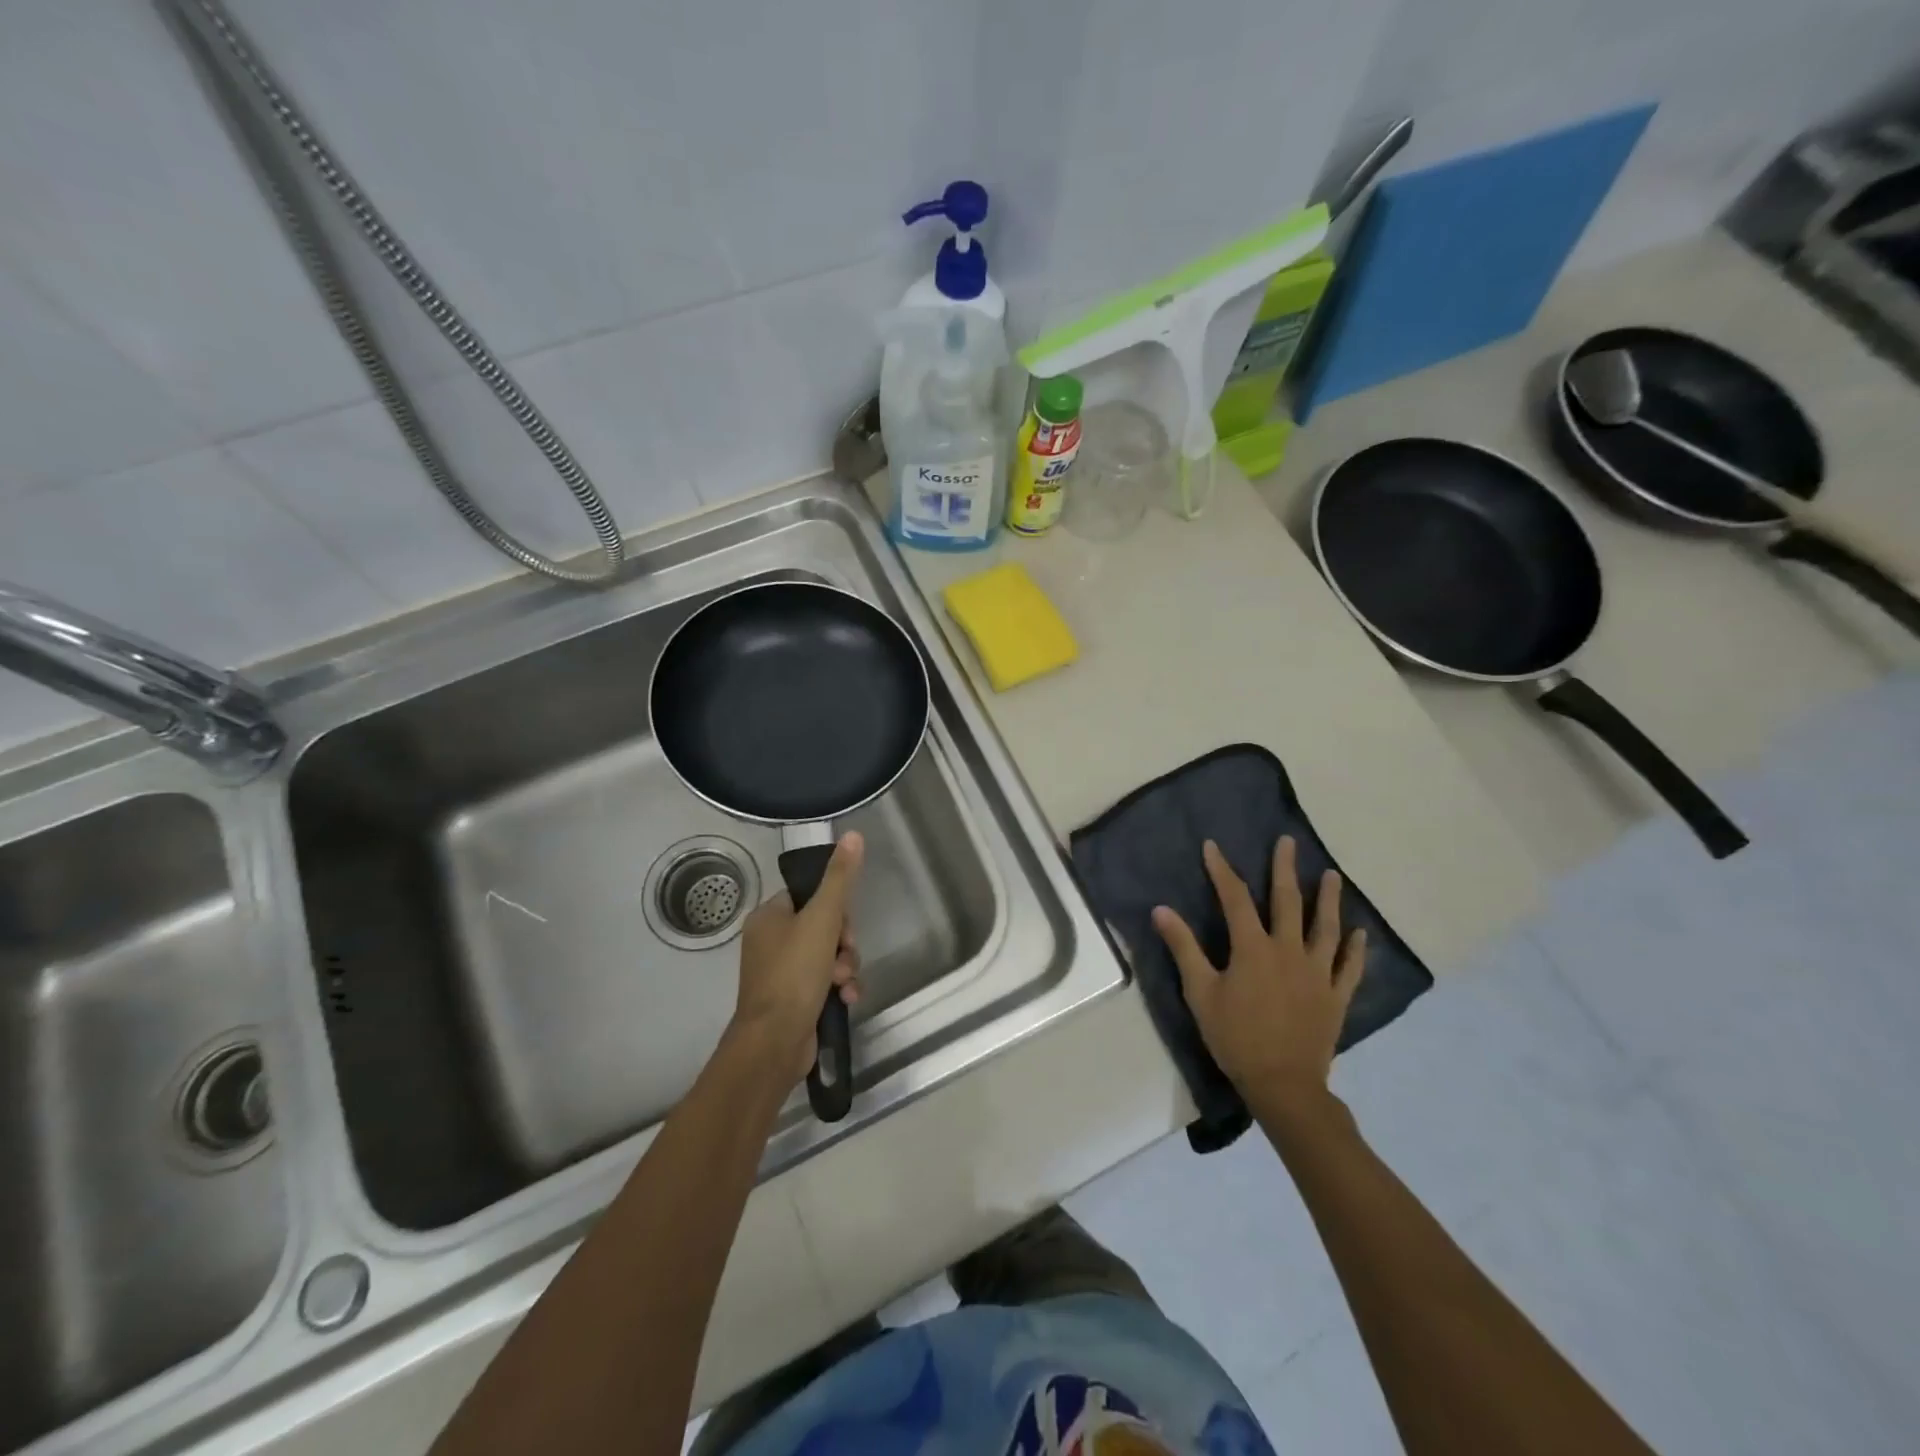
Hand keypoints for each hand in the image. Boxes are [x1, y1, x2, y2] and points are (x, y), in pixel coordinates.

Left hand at [730, 833, 864, 1084]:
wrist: (774, 1043)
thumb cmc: (794, 974)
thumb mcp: (822, 919)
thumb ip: (840, 878)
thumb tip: (853, 835)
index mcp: (769, 917)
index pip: (810, 895)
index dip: (835, 909)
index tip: (845, 925)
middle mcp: (770, 942)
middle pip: (823, 926)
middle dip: (843, 943)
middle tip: (845, 956)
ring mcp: (781, 973)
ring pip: (829, 956)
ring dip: (845, 967)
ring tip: (844, 984)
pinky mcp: (793, 1000)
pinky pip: (825, 982)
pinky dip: (839, 988)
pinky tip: (847, 999)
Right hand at [1152, 837, 1365, 1113]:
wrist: (1283, 1084)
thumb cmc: (1235, 1037)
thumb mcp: (1200, 992)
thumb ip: (1183, 948)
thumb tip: (1161, 910)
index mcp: (1253, 948)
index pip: (1236, 899)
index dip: (1223, 871)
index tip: (1213, 847)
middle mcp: (1289, 951)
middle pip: (1288, 902)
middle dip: (1286, 869)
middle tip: (1288, 842)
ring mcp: (1317, 973)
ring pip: (1326, 928)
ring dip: (1329, 900)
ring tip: (1333, 876)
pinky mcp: (1336, 997)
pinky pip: (1349, 967)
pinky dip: (1356, 948)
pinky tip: (1361, 933)